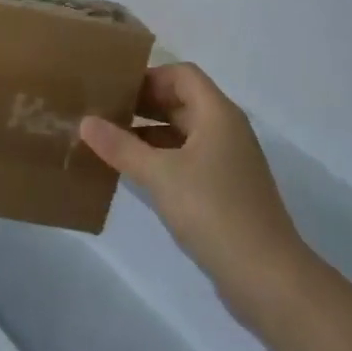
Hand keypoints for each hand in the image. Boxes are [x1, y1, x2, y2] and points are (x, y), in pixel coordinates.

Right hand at [81, 64, 311, 328]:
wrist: (266, 276)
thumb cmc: (213, 210)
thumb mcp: (159, 174)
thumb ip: (120, 146)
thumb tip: (85, 121)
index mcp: (218, 115)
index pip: (182, 75)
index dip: (149, 76)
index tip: (113, 89)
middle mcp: (226, 131)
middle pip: (181, 101)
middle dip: (142, 103)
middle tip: (101, 111)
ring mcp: (226, 162)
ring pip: (182, 132)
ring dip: (147, 132)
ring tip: (108, 140)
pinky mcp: (223, 190)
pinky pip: (185, 159)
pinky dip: (159, 157)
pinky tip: (131, 171)